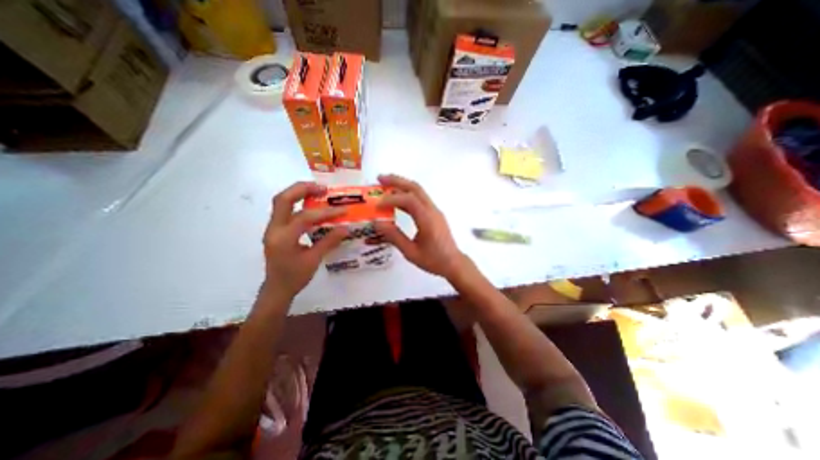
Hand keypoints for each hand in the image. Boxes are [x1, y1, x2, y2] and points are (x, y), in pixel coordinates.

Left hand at [265, 181, 347, 300]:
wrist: (277, 289)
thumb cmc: (295, 277)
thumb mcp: (314, 260)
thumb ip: (329, 242)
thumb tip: (345, 228)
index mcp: (283, 239)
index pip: (305, 218)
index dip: (326, 212)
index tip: (343, 210)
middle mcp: (274, 229)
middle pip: (283, 199)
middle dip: (303, 189)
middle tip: (323, 188)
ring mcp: (273, 228)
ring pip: (282, 202)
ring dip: (299, 193)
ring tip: (318, 191)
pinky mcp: (276, 230)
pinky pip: (285, 210)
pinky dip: (298, 203)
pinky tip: (311, 205)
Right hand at [376, 172, 466, 278]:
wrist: (453, 263)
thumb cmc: (433, 260)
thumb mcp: (411, 252)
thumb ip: (394, 236)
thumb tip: (377, 223)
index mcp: (427, 219)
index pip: (409, 200)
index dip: (391, 199)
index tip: (377, 205)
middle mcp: (432, 210)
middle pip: (415, 188)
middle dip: (397, 180)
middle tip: (380, 178)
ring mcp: (434, 211)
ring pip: (418, 191)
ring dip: (402, 185)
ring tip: (385, 185)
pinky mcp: (434, 214)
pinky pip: (420, 199)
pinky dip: (407, 194)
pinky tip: (397, 199)